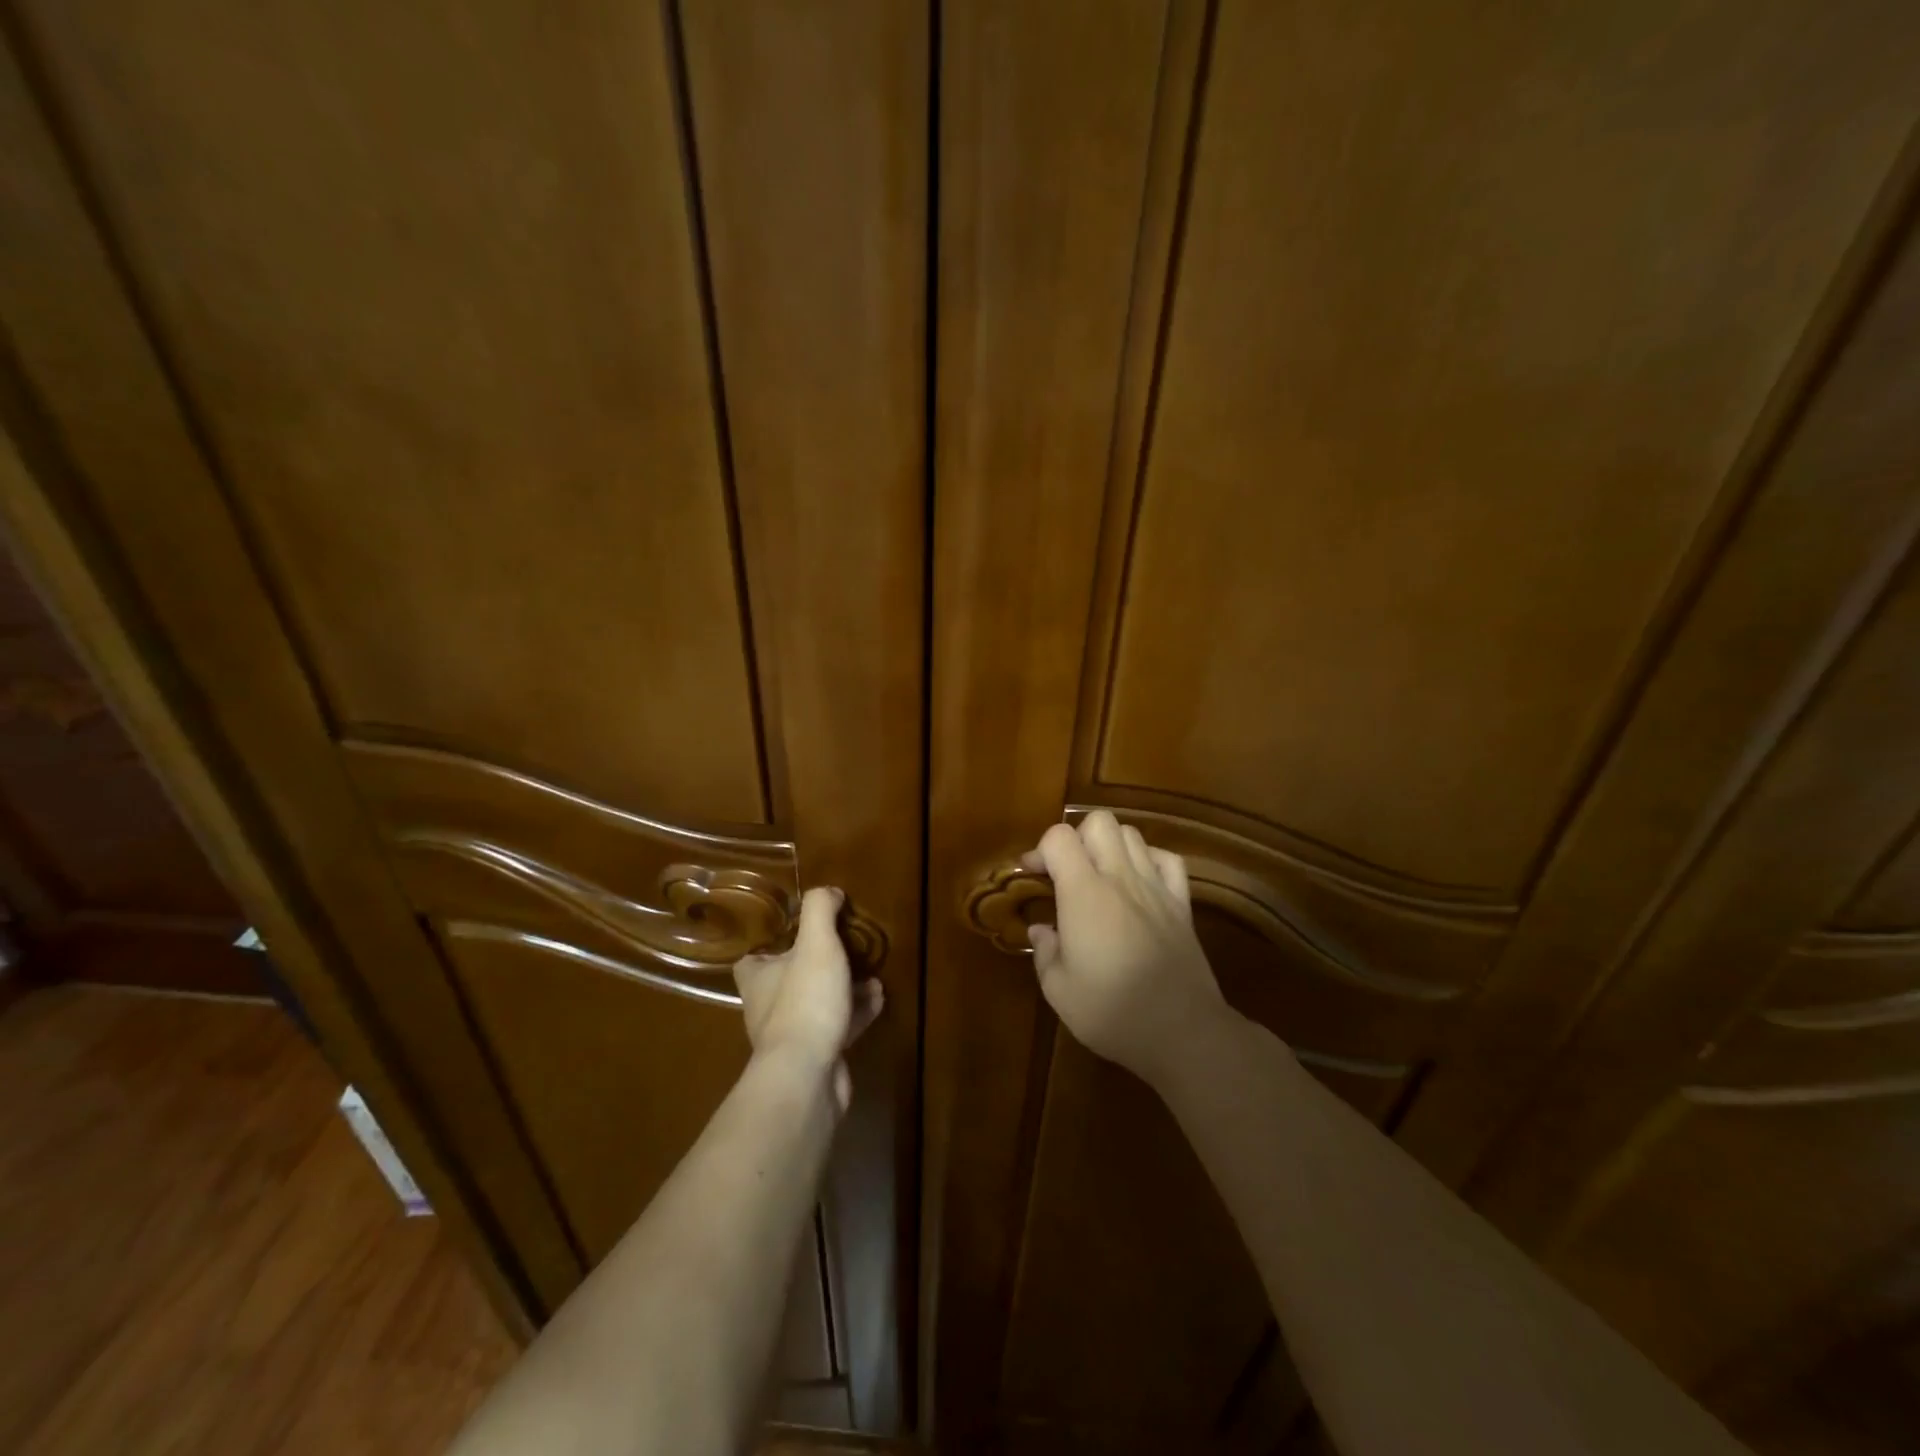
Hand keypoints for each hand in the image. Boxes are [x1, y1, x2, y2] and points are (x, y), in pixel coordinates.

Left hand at [734, 886, 883, 1111]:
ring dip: (843, 987)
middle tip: (844, 948)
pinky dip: (856, 1011)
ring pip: (817, 1002)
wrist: (808, 1075)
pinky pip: (838, 1025)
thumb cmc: (805, 1001)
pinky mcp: (817, 1056)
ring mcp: (793, 1035)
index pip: (751, 960)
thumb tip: (828, 891)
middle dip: (816, 965)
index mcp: (758, 979)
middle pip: (788, 980)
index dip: (768, 946)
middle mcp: (768, 1007)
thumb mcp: (816, 943)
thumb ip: (819, 910)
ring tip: (871, 972)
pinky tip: (878, 998)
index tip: (794, 933)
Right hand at [1023, 812, 1230, 1087]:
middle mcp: (1120, 878)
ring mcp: (1156, 887)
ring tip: (1099, 876)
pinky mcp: (1182, 904)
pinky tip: (1138, 882)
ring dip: (1110, 845)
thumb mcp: (1058, 991)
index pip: (1059, 838)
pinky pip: (1168, 859)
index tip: (1032, 876)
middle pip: (1099, 821)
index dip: (1040, 849)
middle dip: (1076, 837)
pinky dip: (1149, 859)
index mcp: (1084, 894)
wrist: (1183, 1032)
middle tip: (1066, 871)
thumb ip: (1044, 952)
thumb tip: (1040, 929)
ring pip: (1132, 833)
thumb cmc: (1113, 1012)